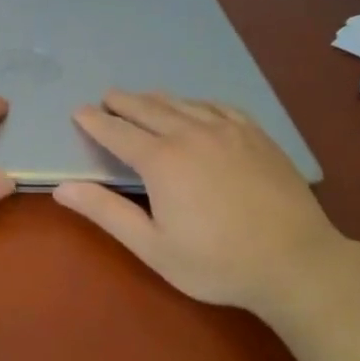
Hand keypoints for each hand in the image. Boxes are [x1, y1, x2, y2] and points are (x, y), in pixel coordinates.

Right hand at [53, 90, 341, 309]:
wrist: (296, 261)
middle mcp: (190, 133)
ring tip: (142, 98)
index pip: (118, 132)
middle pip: (148, 108)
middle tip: (107, 98)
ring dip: (156, 99)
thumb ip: (107, 213)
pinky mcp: (255, 134)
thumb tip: (63, 188)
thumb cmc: (217, 262)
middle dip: (122, 102)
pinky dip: (196, 103)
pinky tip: (195, 107)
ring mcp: (227, 130)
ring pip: (182, 103)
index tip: (80, 111)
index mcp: (161, 160)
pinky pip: (217, 106)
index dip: (95, 121)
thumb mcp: (153, 247)